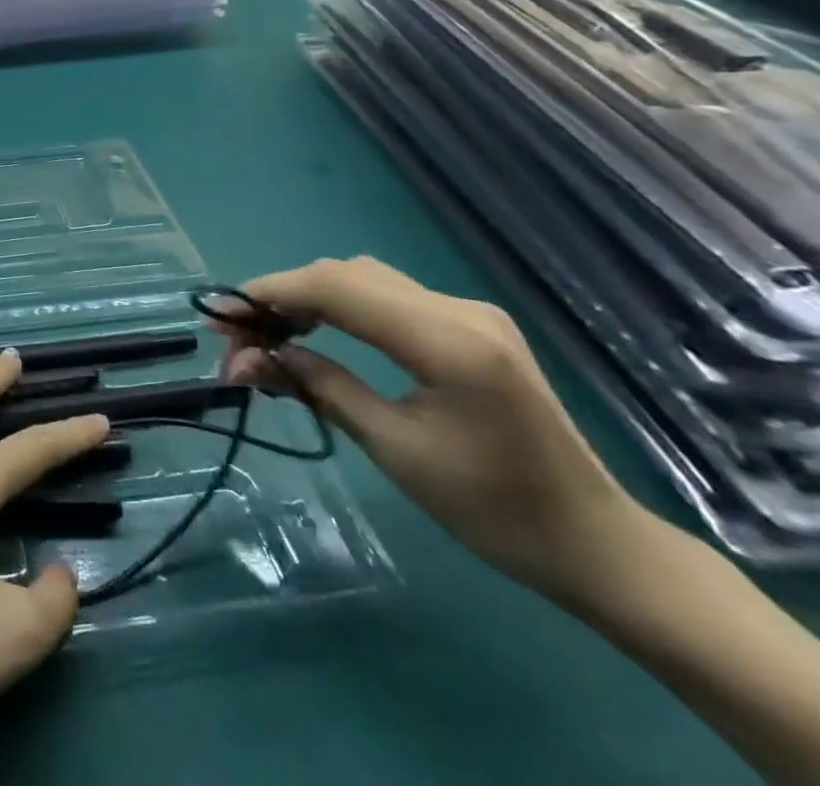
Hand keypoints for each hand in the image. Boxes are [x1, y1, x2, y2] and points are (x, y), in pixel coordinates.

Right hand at [213, 257, 639, 607]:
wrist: (599, 544)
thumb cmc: (496, 511)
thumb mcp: (395, 451)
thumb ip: (318, 388)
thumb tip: (247, 359)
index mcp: (448, 341)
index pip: (336, 288)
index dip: (269, 293)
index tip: (220, 314)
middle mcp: (458, 309)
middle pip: (344, 274)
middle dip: (282, 296)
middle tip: (239, 336)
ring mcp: (467, 312)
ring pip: (362, 278)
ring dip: (307, 297)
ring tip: (268, 334)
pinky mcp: (469, 325)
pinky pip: (385, 296)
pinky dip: (338, 305)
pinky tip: (315, 332)